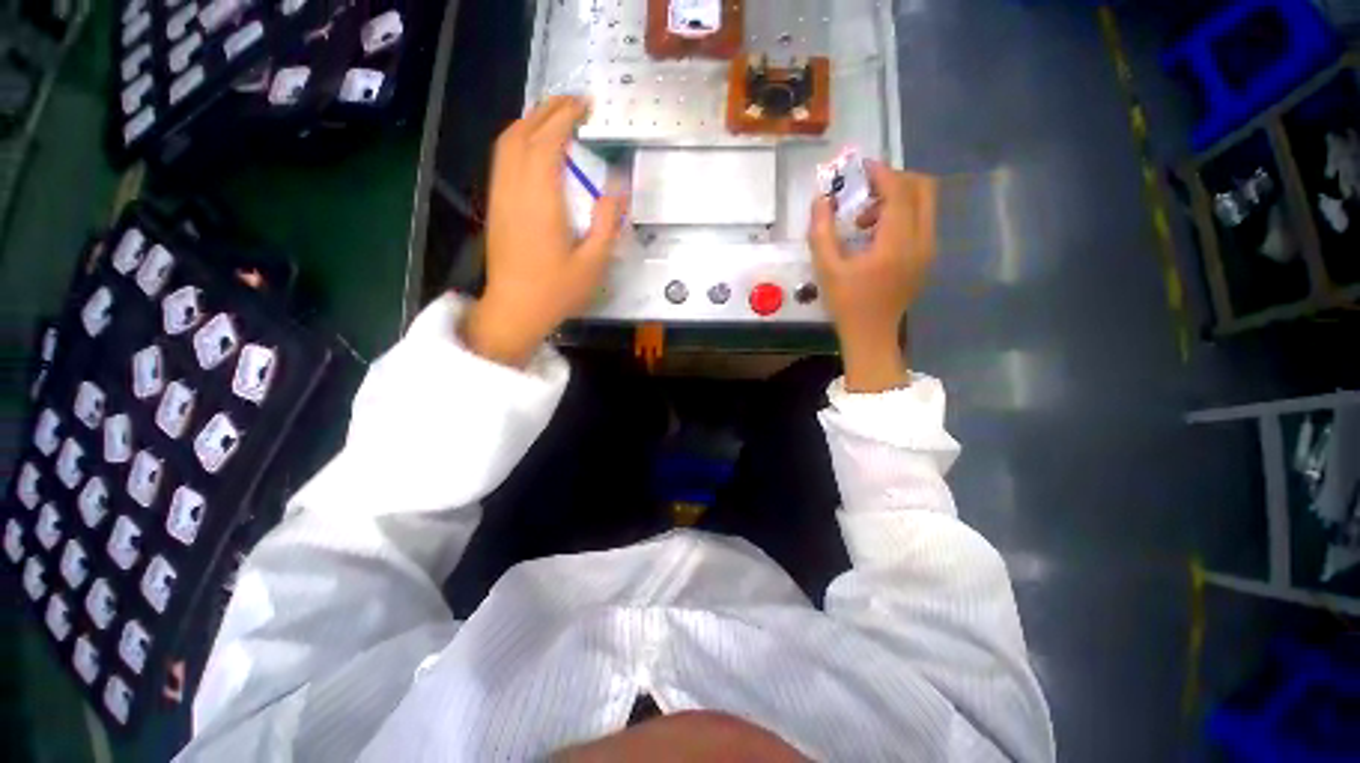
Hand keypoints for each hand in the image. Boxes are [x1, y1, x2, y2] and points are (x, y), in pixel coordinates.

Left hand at [461, 96, 625, 366]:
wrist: (515, 310)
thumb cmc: (557, 290)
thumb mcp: (594, 262)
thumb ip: (607, 222)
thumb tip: (618, 187)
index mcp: (541, 201)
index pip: (548, 141)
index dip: (566, 116)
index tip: (586, 106)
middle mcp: (515, 189)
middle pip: (523, 133)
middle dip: (547, 110)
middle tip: (575, 105)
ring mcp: (500, 196)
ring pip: (507, 143)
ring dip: (530, 122)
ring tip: (556, 119)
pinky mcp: (496, 206)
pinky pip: (502, 160)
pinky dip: (518, 141)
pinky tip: (535, 149)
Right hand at [808, 161, 937, 392]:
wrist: (871, 335)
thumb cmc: (847, 304)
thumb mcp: (827, 268)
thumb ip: (821, 231)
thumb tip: (820, 200)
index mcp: (897, 242)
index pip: (898, 191)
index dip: (880, 173)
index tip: (859, 168)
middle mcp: (922, 240)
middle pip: (922, 188)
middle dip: (893, 181)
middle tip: (865, 191)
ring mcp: (928, 249)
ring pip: (924, 203)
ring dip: (896, 199)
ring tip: (864, 219)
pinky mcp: (926, 257)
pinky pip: (921, 220)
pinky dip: (901, 214)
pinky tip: (875, 234)